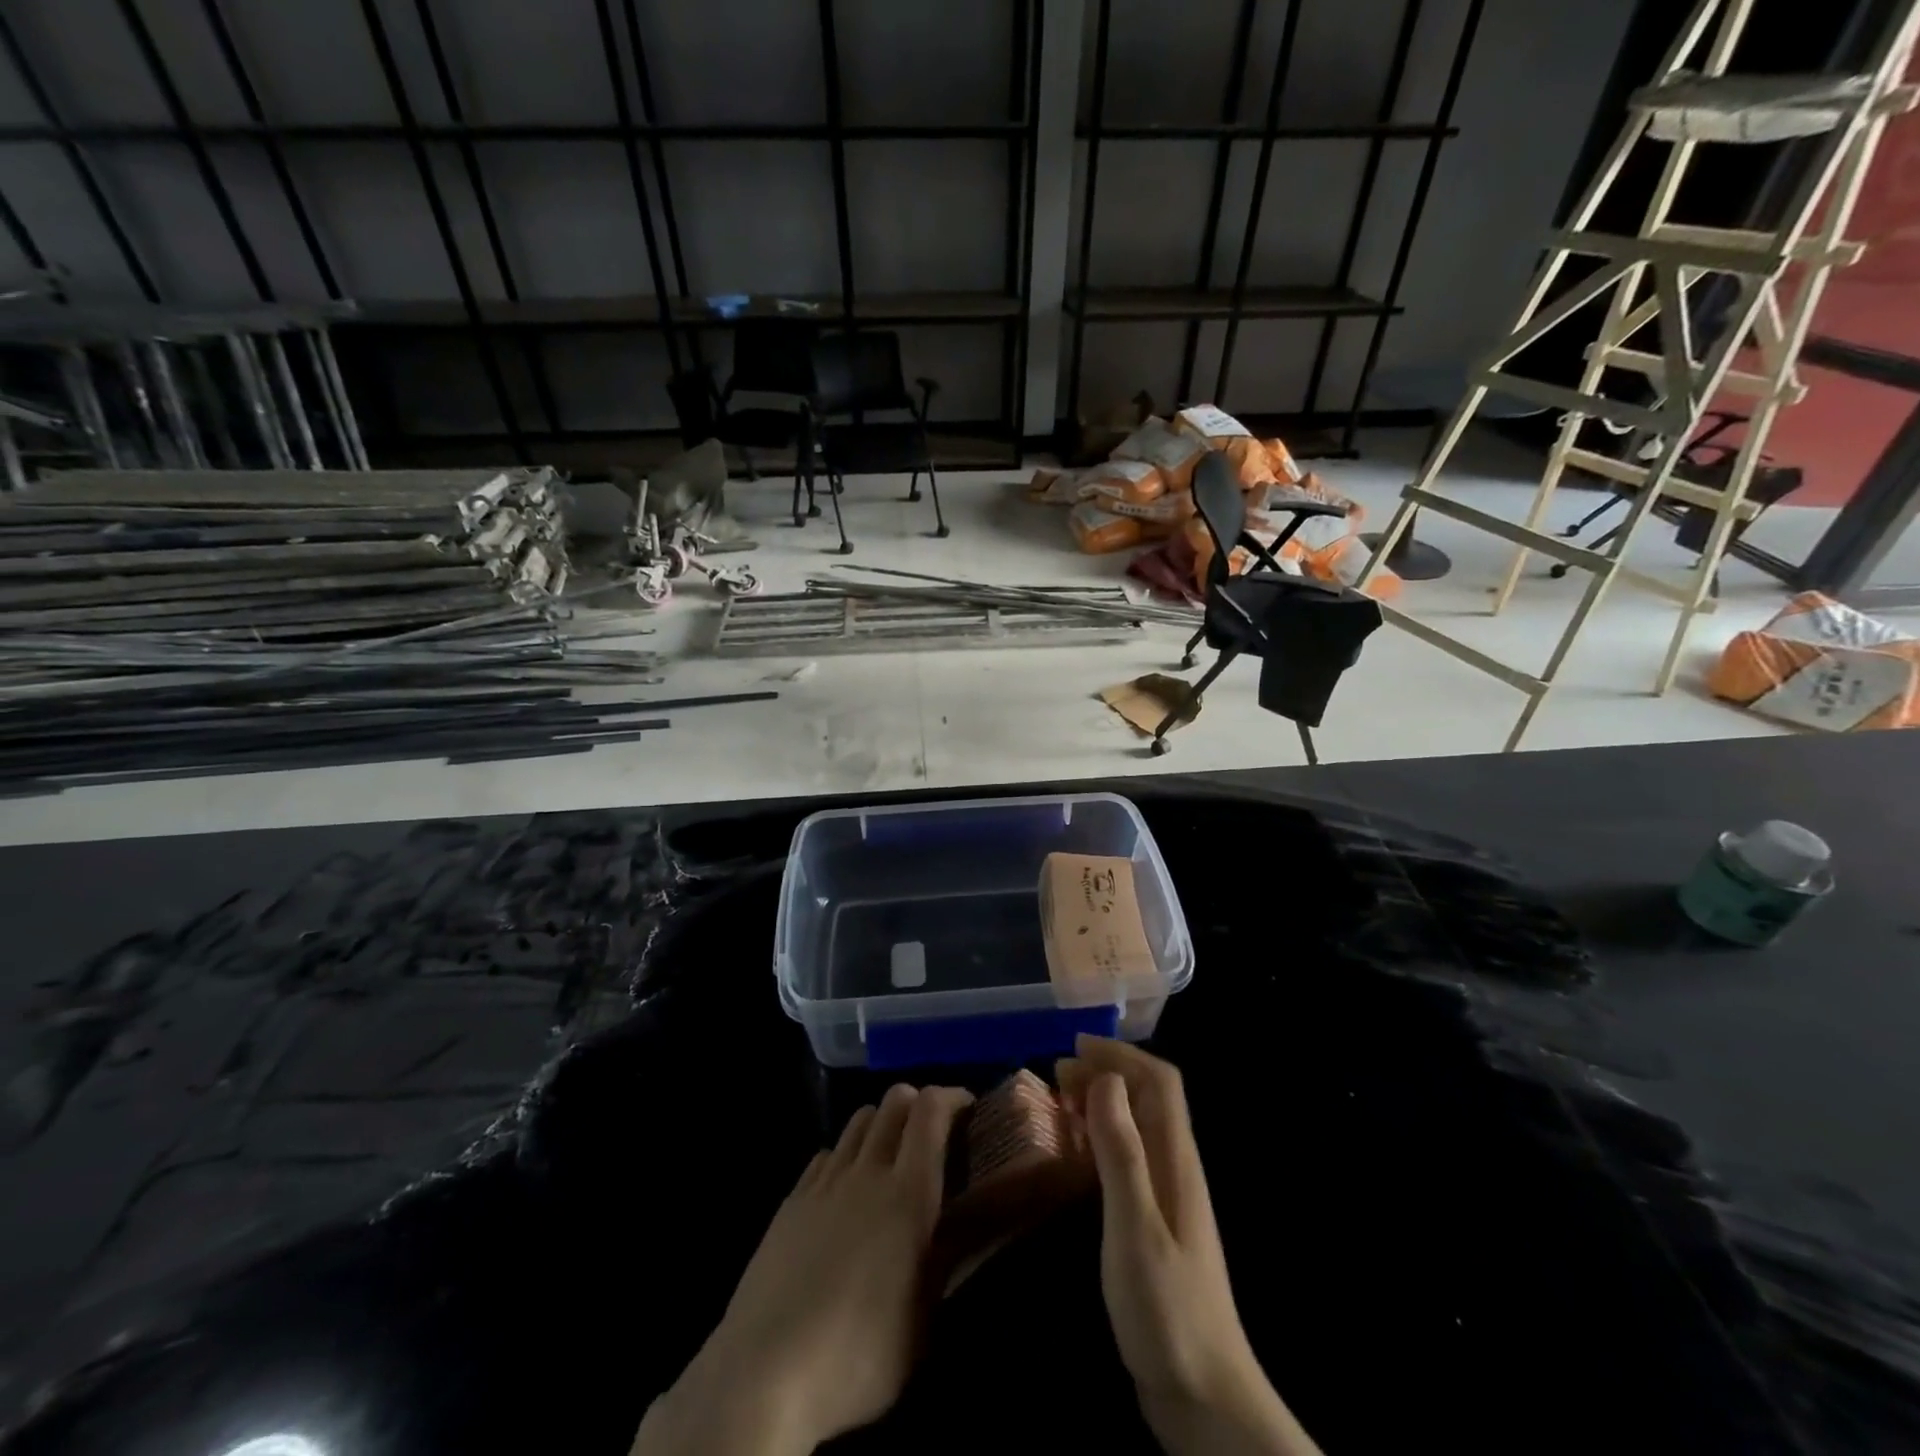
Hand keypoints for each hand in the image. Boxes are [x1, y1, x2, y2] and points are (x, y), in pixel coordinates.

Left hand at [632, 1084, 972, 1455]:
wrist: (765, 1371)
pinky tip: (846, 1188)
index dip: (952, 1096)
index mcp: (908, 1193)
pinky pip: (827, 1153)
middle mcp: (868, 1171)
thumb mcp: (923, 1319)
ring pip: (859, 1120)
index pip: (931, 1110)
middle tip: (933, 1133)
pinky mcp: (792, 1199)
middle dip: (919, 1102)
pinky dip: (846, 1154)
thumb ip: (949, 1257)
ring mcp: (825, 1181)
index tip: (969, 1107)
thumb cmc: (858, 1354)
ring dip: (882, 1123)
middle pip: (894, 1101)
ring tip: (891, 1157)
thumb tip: (974, 1221)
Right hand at [1057, 1037, 1321, 1455]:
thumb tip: (1106, 1080)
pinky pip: (1130, 1156)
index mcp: (1176, 1159)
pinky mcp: (1156, 1221)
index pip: (1159, 1081)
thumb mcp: (1135, 1228)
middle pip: (1149, 1096)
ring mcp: (1168, 1195)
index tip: (1074, 1049)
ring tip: (1060, 1100)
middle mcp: (1176, 1166)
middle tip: (1057, 1074)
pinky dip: (1102, 1136)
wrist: (1205, 1398)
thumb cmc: (1167, 1310)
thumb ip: (1122, 1153)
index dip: (1121, 1055)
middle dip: (1107, 1071)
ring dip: (1103, 1101)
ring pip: (1138, 1124)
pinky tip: (1077, 1152)